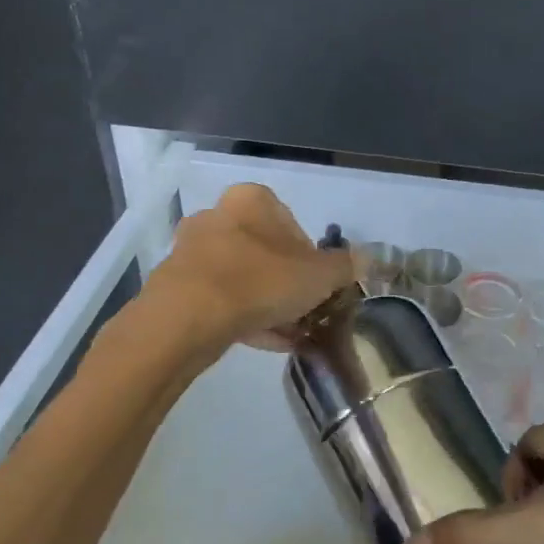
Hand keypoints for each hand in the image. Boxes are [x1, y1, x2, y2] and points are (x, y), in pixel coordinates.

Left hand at [142, 183, 355, 350]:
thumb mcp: (319, 275)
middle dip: (287, 283)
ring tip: (289, 335)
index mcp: (252, 200)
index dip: (311, 259)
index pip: (293, 225)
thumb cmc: (261, 281)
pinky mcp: (175, 284)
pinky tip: (265, 343)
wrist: (188, 317)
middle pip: (266, 252)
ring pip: (242, 277)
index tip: (319, 287)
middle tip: (304, 312)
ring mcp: (192, 250)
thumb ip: (345, 266)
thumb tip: (367, 260)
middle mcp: (218, 215)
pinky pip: (220, 299)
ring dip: (267, 303)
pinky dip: (243, 317)